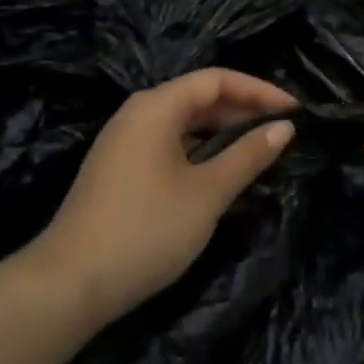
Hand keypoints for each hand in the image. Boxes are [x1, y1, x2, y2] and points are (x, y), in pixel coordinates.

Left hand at [28, 69, 296, 326]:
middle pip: (197, 97)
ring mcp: (123, 140)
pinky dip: (198, 149)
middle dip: (241, 110)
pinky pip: (167, 143)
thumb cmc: (145, 229)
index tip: (294, 109)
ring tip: (257, 149)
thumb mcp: (206, 194)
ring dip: (220, 131)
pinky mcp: (118, 168)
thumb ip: (247, 156)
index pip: (216, 80)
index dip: (258, 90)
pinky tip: (217, 172)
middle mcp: (137, 112)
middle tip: (281, 130)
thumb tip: (284, 127)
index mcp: (156, 106)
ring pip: (182, 122)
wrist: (69, 284)